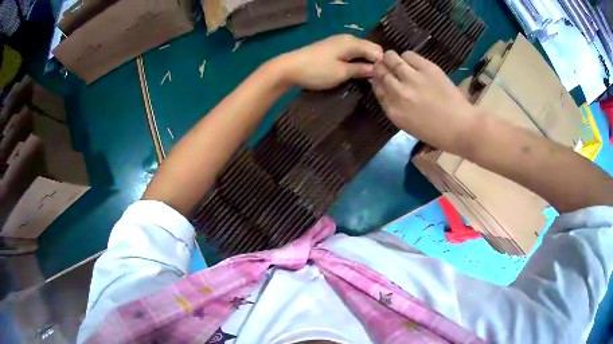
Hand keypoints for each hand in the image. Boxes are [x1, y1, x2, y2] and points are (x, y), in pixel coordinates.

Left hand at [276, 35, 382, 89]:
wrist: (289, 68)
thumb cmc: (317, 71)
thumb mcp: (342, 72)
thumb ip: (361, 69)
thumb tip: (377, 70)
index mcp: (353, 42)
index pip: (377, 50)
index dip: (381, 64)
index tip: (381, 79)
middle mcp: (348, 38)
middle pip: (369, 49)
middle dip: (373, 63)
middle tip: (373, 80)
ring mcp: (339, 42)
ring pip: (360, 51)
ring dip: (364, 63)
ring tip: (364, 78)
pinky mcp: (332, 47)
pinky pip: (350, 52)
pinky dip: (355, 61)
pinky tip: (353, 71)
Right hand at [372, 50, 478, 154]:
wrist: (461, 128)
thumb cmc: (436, 133)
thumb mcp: (408, 125)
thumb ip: (394, 106)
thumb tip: (386, 87)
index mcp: (393, 111)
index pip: (376, 88)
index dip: (377, 79)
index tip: (381, 77)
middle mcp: (399, 93)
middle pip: (381, 71)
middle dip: (381, 67)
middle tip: (387, 66)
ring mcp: (412, 79)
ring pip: (391, 59)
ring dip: (390, 58)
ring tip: (397, 60)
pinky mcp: (427, 69)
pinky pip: (409, 55)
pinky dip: (407, 57)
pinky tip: (413, 62)